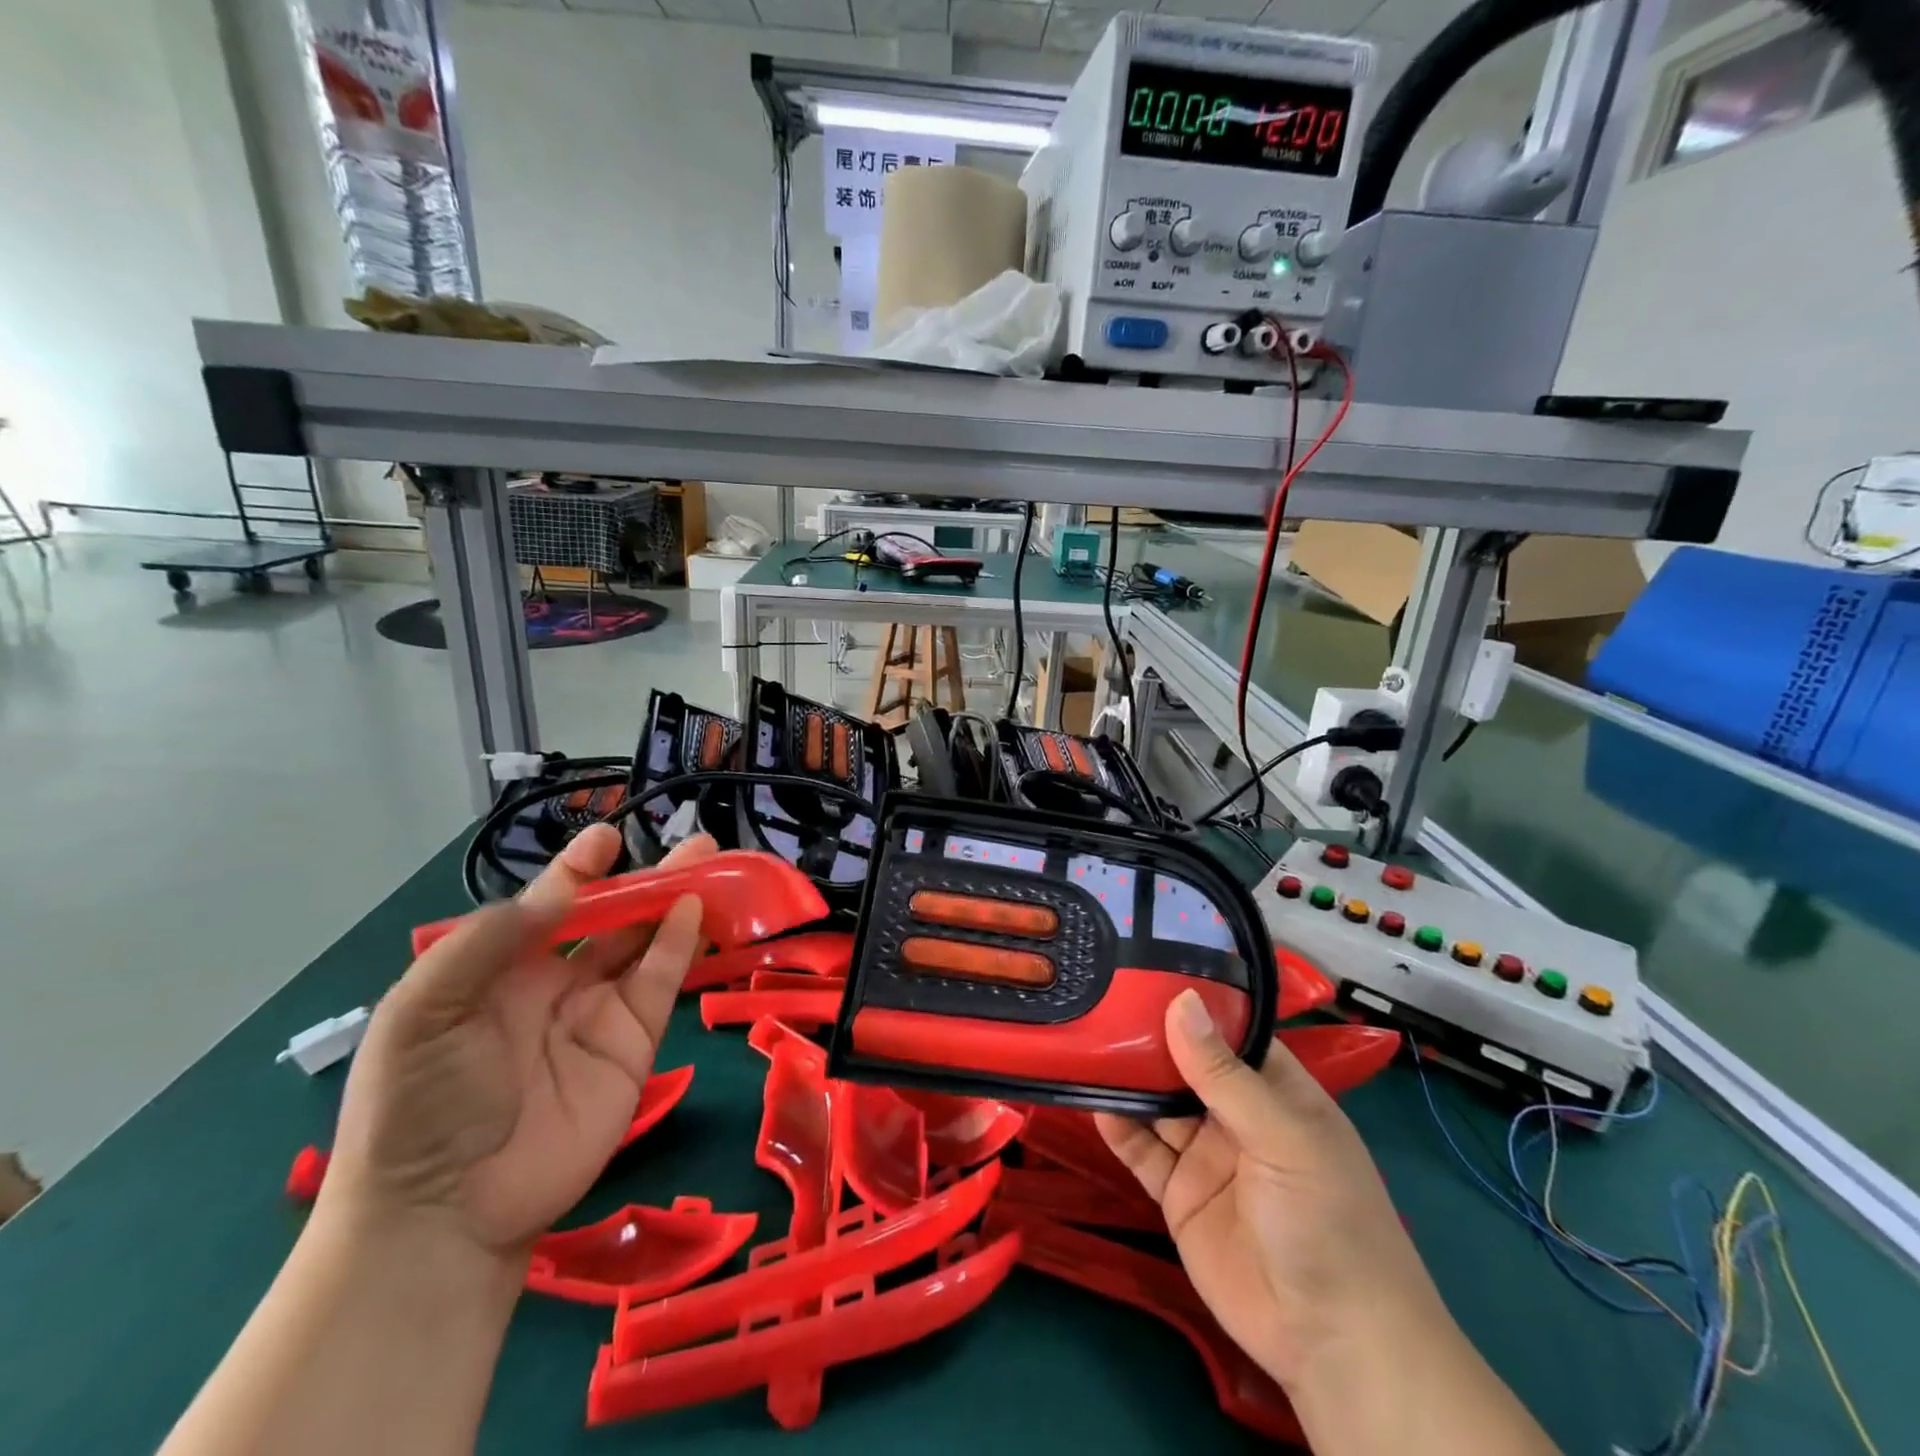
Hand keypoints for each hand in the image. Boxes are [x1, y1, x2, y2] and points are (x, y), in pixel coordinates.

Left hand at [322, 827, 714, 1260]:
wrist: (442, 1213)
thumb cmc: (416, 1104)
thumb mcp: (423, 1012)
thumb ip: (488, 942)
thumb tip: (563, 888)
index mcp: (502, 969)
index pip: (550, 905)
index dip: (579, 869)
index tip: (606, 838)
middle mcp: (557, 982)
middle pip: (612, 917)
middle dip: (648, 878)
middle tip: (692, 842)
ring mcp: (599, 1012)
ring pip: (646, 943)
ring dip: (677, 901)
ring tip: (709, 861)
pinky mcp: (633, 1044)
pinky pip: (660, 984)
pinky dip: (680, 945)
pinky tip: (694, 910)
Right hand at [1094, 990, 1452, 1393]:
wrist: (1330, 1342)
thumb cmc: (1326, 1219)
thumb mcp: (1282, 1136)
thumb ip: (1224, 1074)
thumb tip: (1180, 1000)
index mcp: (1275, 1091)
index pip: (1229, 1033)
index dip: (1193, 1003)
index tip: (1145, 968)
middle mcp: (1237, 1115)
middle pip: (1185, 1064)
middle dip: (1148, 1036)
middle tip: (1100, 996)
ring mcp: (1205, 1154)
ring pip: (1157, 1103)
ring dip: (1127, 1078)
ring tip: (1086, 1039)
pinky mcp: (1178, 1193)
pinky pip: (1141, 1151)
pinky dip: (1117, 1126)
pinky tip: (1091, 1100)